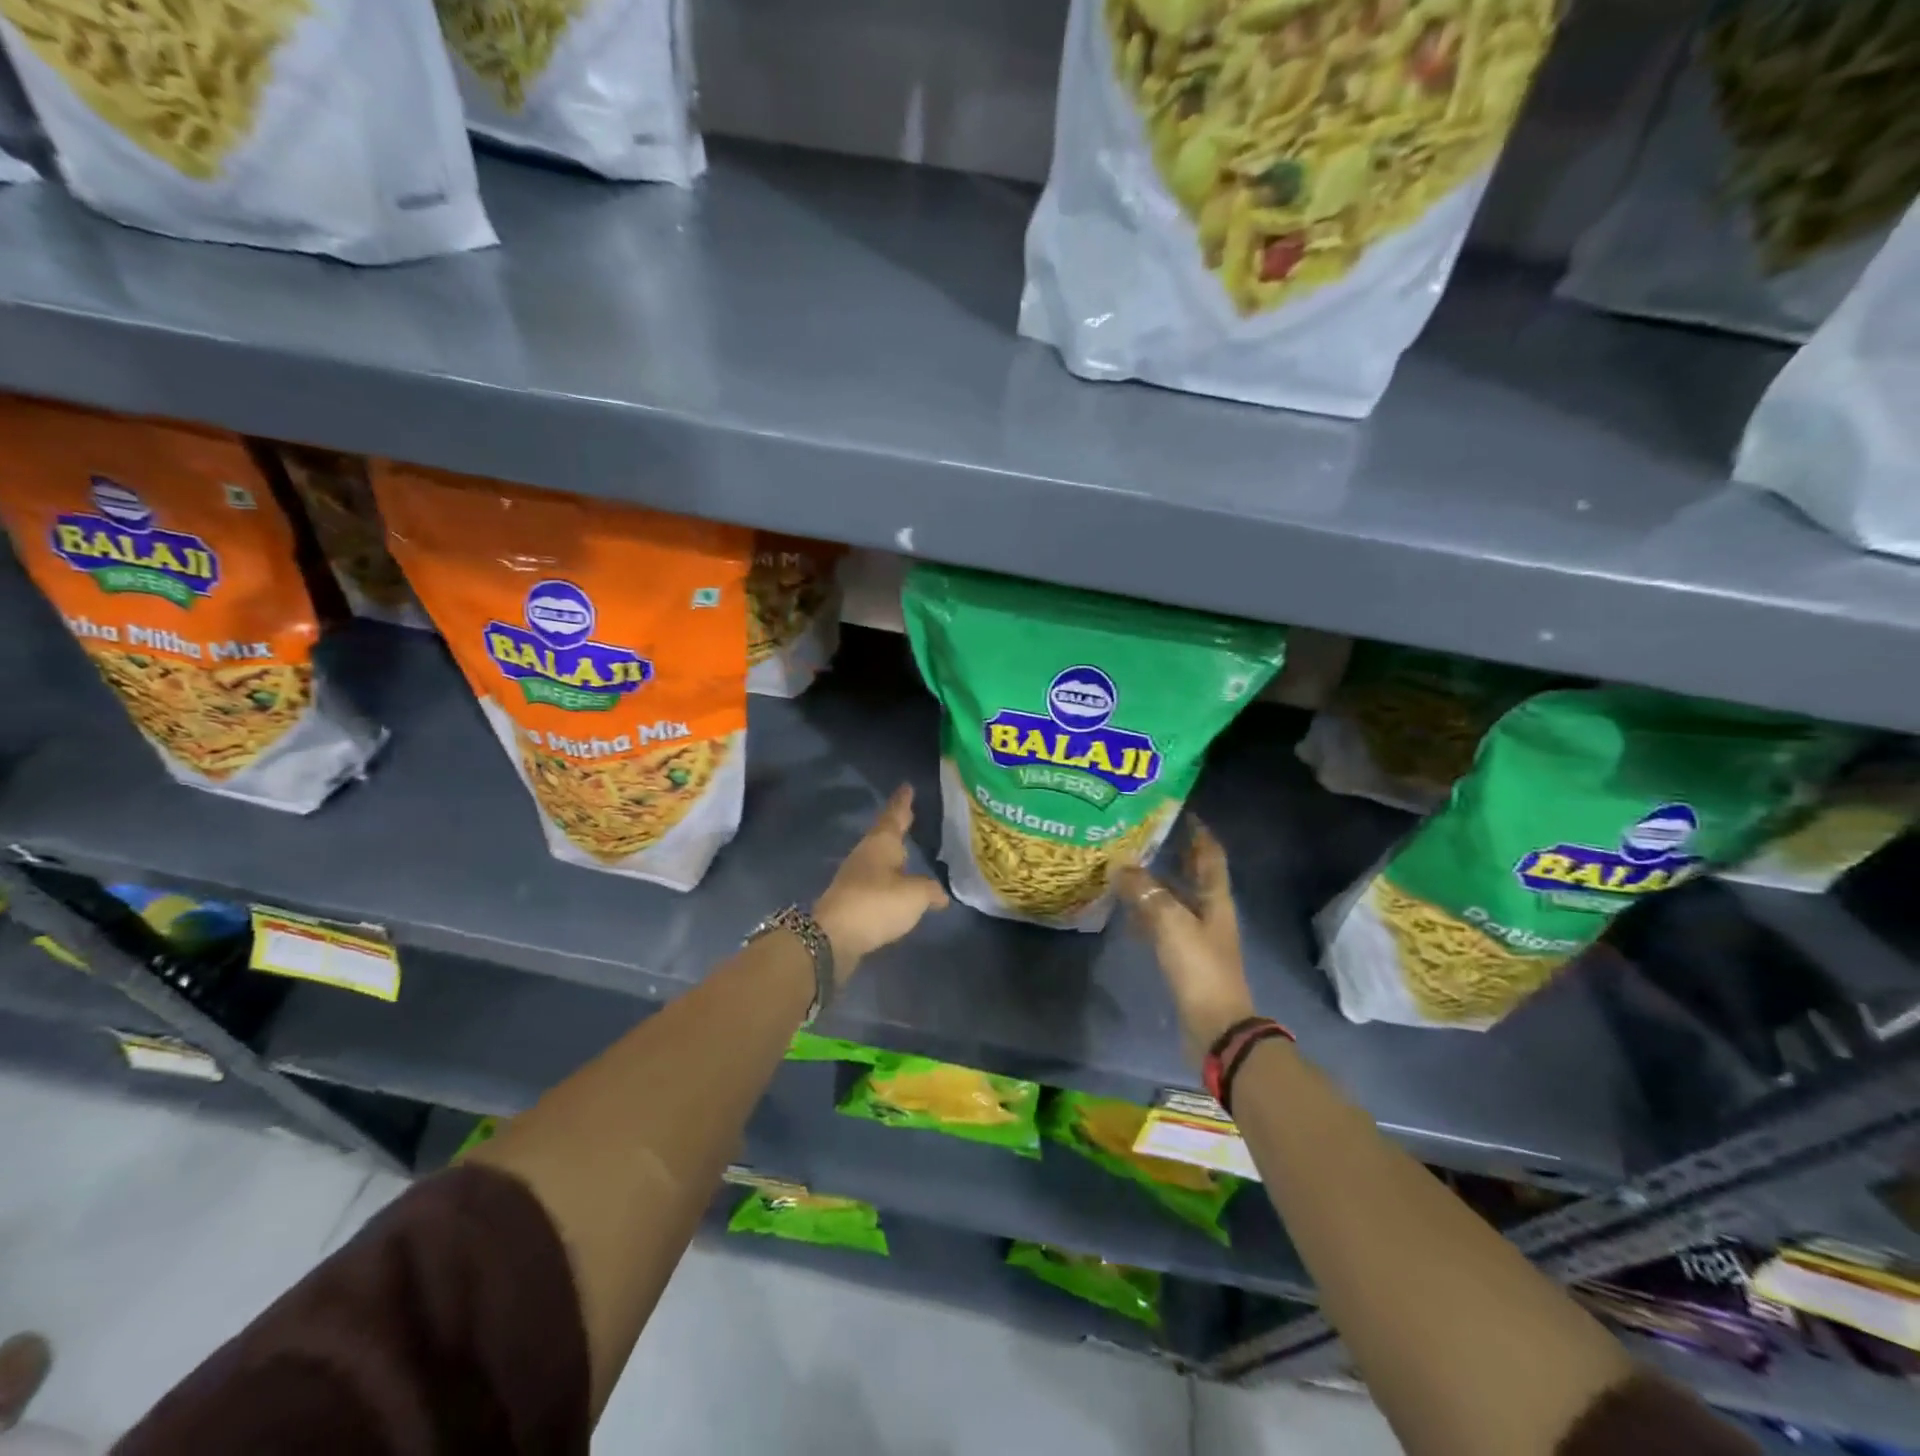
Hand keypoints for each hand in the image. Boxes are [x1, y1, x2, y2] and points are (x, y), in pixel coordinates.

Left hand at [815, 785, 949, 975]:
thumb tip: (939, 895)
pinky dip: (889, 880)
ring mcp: (856, 877)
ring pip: (879, 858)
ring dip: (892, 855)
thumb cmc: (877, 903)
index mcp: (881, 843)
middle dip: (898, 826)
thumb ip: (930, 891)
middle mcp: (866, 855)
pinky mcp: (852, 900)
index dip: (903, 802)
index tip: (907, 787)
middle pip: (884, 835)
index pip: (895, 815)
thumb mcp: (915, 895)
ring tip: (907, 853)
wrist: (833, 937)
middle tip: (910, 815)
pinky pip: (877, 882)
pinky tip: (898, 888)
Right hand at [1116, 820, 1256, 1064]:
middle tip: (1145, 833)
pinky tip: (1127, 910)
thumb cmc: (1199, 969)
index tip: (1181, 811)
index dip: (1199, 832)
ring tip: (1128, 865)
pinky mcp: (1184, 958)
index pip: (1210, 855)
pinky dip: (1148, 912)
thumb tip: (1121, 866)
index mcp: (1215, 899)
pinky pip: (1164, 924)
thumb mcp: (1171, 924)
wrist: (1216, 1027)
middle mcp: (1209, 912)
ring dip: (1157, 882)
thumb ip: (1146, 893)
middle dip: (1174, 853)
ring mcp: (1197, 936)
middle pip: (1193, 875)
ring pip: (1175, 899)